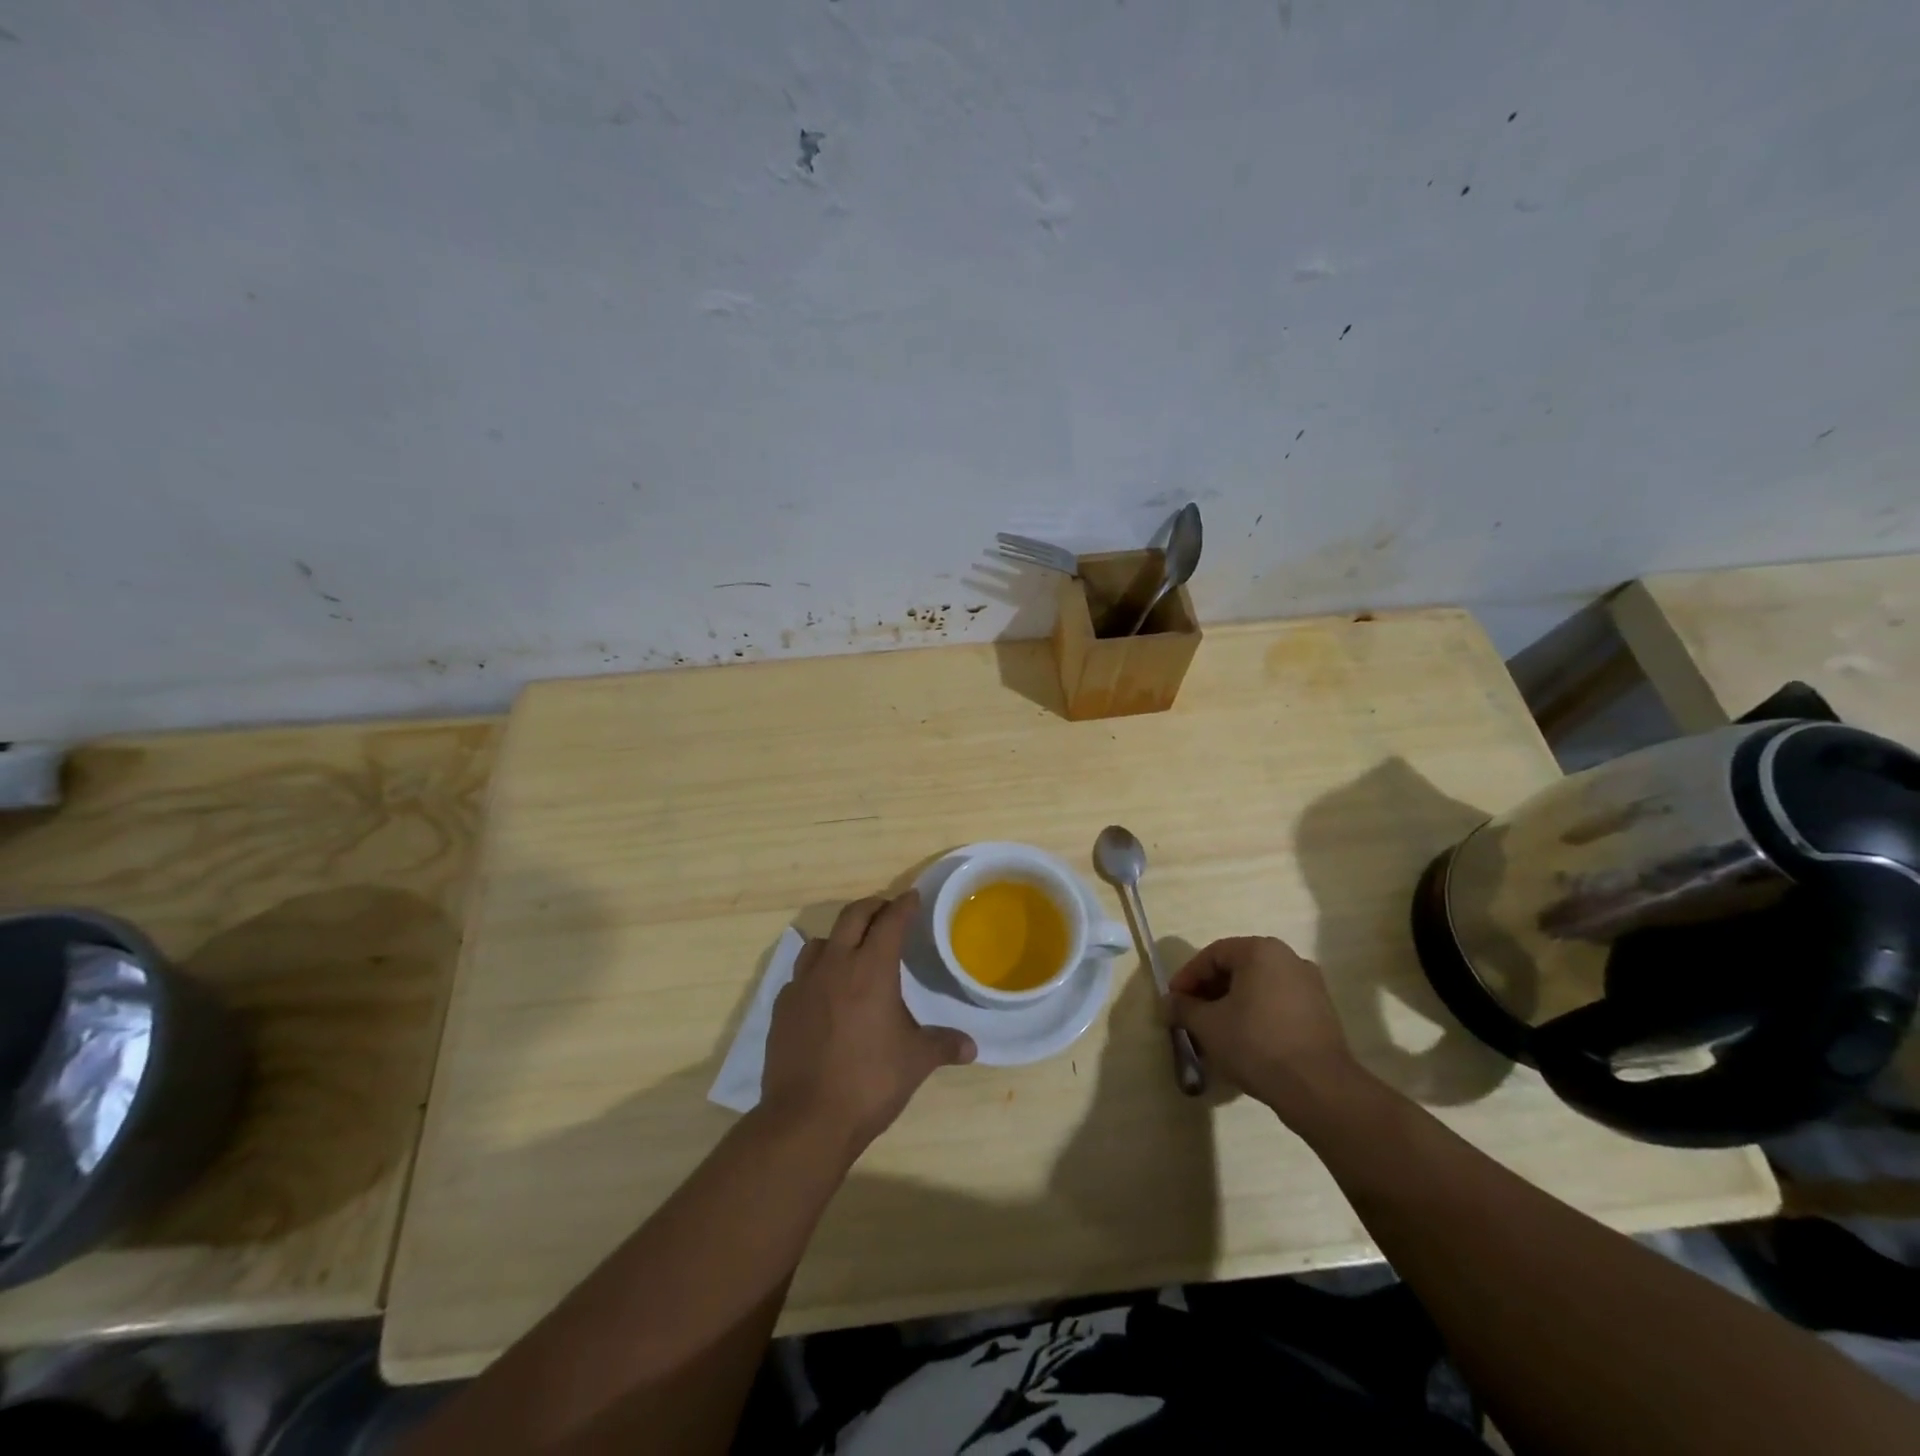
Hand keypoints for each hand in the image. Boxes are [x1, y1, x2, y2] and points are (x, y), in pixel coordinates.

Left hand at [760, 891, 975, 1157]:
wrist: (806, 1119)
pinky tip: (825, 992)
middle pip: (852, 917)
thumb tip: (971, 1047)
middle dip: (873, 908)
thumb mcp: (915, 1061)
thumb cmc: (869, 1081)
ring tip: (854, 950)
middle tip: (887, 912)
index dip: (904, 906)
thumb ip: (943, 1045)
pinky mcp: (783, 1008)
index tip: (913, 897)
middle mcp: (835, 966)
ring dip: (841, 937)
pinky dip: (817, 971)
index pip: (890, 922)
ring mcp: (803, 985)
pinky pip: (801, 974)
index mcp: (872, 969)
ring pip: (821, 941)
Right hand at [1168, 936, 1370, 1123]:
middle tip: (1190, 1017)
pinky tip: (1243, 1043)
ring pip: (1257, 988)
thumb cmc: (1256, 1043)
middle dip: (1209, 993)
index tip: (1173, 1002)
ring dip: (1231, 1006)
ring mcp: (1310, 986)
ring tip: (1214, 1034)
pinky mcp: (1321, 1013)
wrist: (1318, 1089)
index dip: (1187, 978)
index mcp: (1260, 951)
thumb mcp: (1208, 1025)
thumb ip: (1183, 1008)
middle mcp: (1288, 959)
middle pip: (1236, 969)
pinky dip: (1255, 1016)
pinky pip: (1277, 1005)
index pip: (1212, 955)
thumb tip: (1169, 1003)